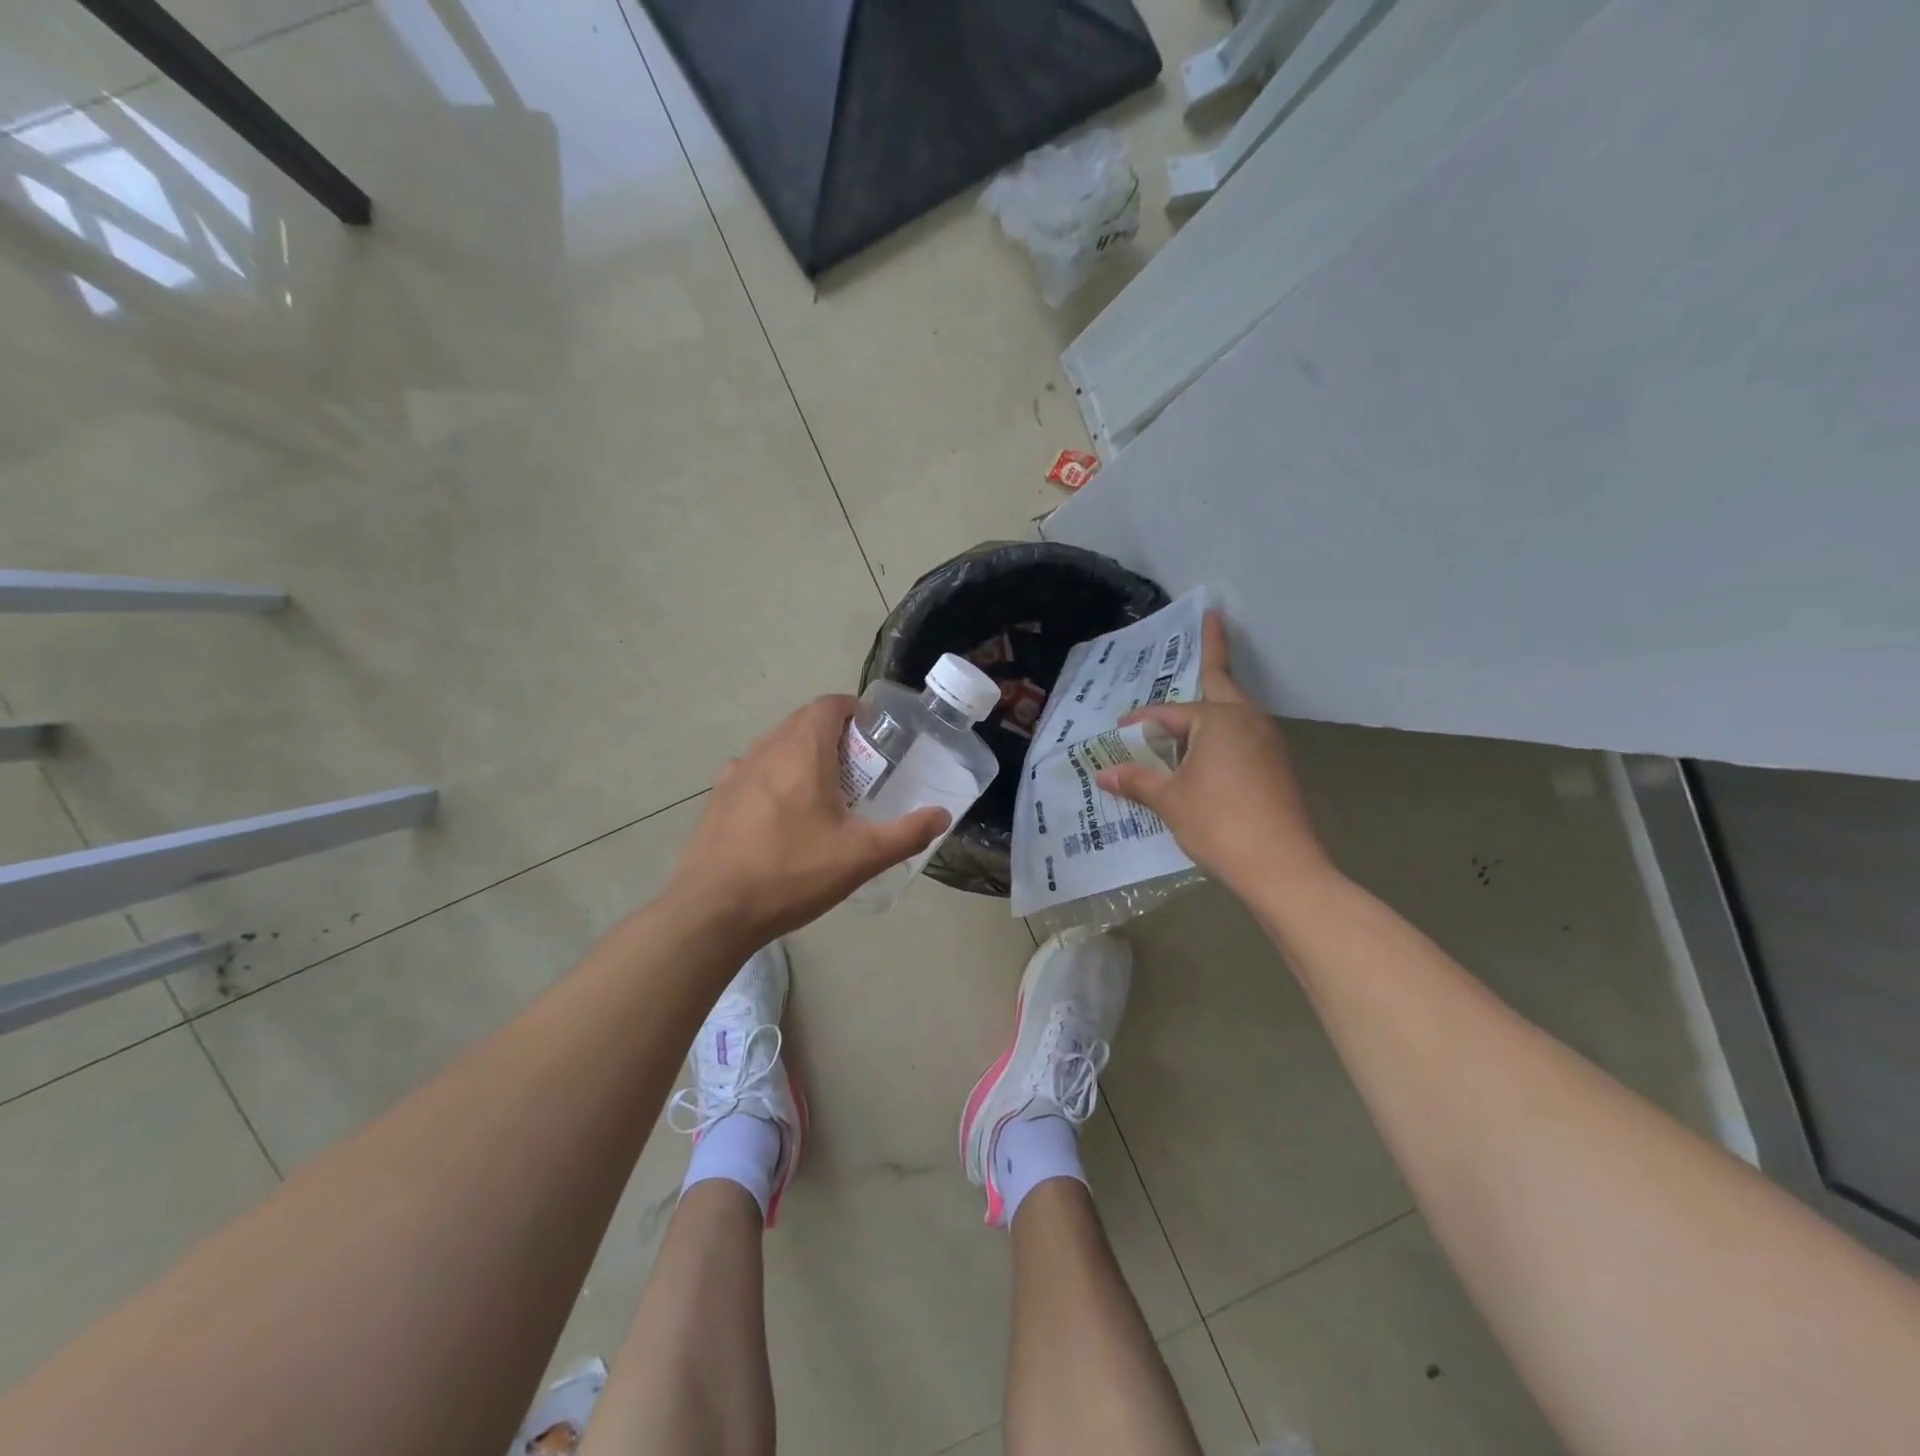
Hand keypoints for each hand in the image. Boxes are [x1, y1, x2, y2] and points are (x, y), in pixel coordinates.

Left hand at [668, 695, 948, 943]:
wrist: (714, 910)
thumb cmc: (792, 873)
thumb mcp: (861, 857)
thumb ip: (907, 833)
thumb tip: (942, 815)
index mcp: (802, 751)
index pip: (829, 705)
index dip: (854, 711)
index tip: (875, 735)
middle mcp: (767, 749)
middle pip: (804, 722)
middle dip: (834, 735)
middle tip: (860, 769)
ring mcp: (737, 772)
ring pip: (777, 746)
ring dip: (804, 755)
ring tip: (825, 792)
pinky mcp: (719, 797)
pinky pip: (755, 771)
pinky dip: (776, 777)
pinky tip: (784, 814)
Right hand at [1096, 611, 1331, 901]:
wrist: (1282, 867)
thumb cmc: (1219, 823)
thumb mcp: (1170, 801)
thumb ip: (1137, 781)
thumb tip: (1104, 774)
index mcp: (1219, 720)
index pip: (1170, 713)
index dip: (1141, 720)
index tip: (1120, 727)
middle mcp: (1248, 721)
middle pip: (1221, 683)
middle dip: (1213, 652)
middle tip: (1212, 620)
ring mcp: (1268, 744)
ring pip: (1231, 713)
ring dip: (1211, 704)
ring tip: (1192, 698)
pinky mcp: (1276, 767)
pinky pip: (1241, 737)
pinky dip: (1219, 735)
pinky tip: (1204, 752)